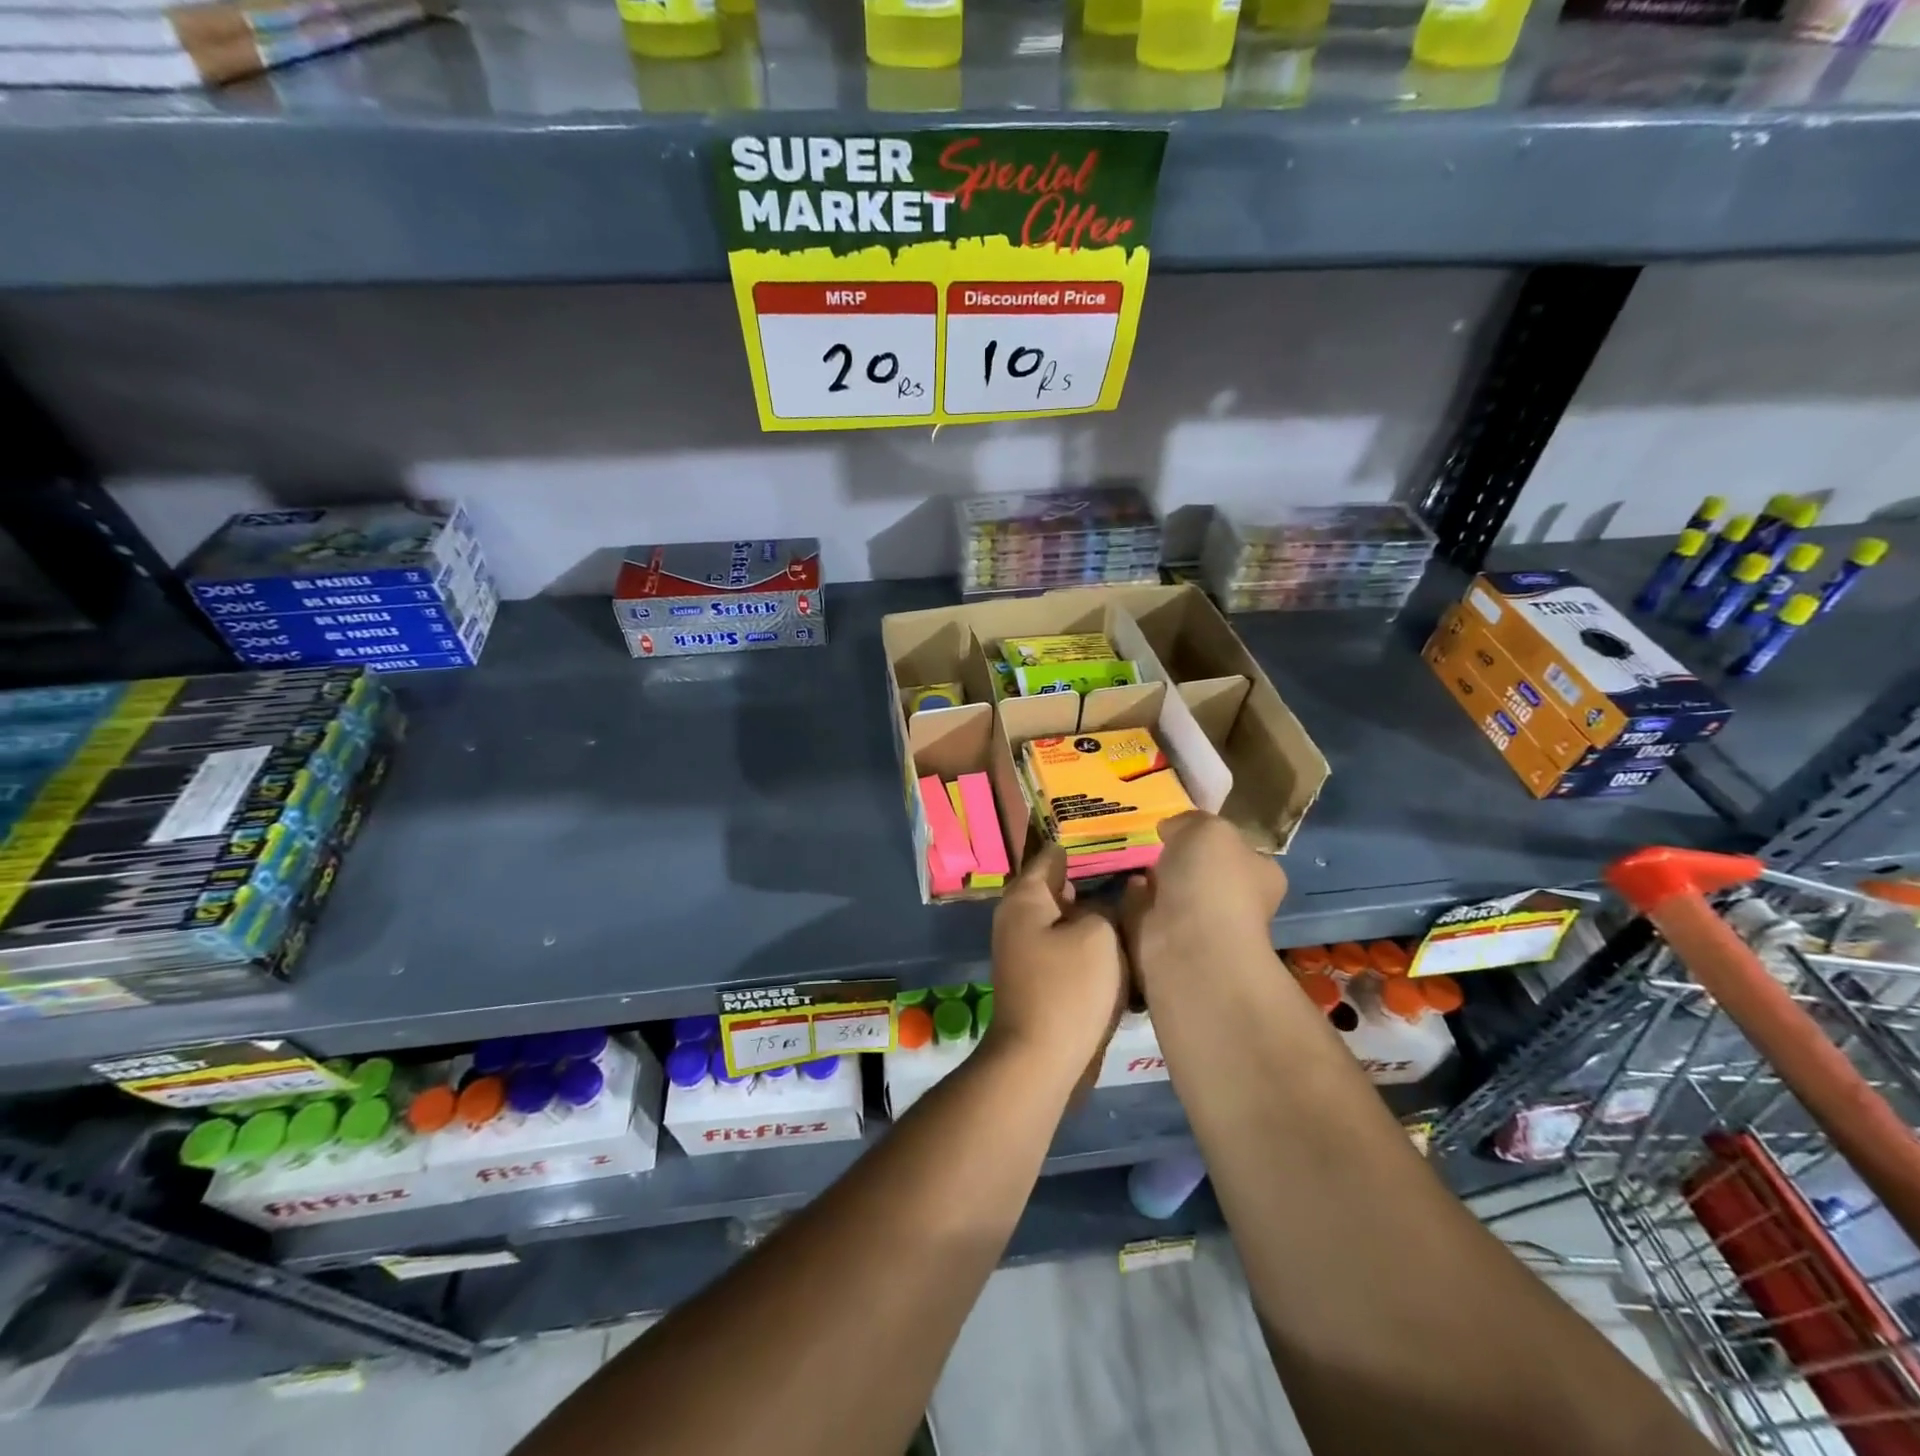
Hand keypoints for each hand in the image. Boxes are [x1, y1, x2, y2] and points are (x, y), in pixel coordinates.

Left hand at [987, 845, 1128, 1094]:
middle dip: (1097, 881)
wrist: (1041, 1061)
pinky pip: (1072, 952)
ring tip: (1140, 905)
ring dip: (1099, 917)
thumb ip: (1107, 906)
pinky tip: (1127, 947)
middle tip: (1139, 869)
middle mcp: (1020, 919)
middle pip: (1062, 889)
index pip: (1052, 855)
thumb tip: (1109, 899)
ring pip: (1070, 923)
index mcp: (1025, 898)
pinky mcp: (1043, 982)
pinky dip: (1095, 948)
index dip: (1083, 843)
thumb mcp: (1098, 935)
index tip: (1115, 833)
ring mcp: (1029, 953)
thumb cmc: (1068, 987)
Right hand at [1120, 812, 1287, 991]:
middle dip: (1176, 859)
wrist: (1188, 945)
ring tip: (1129, 855)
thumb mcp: (1208, 828)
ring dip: (1151, 879)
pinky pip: (1144, 912)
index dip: (1213, 837)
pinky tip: (1122, 882)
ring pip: (1171, 893)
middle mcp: (1233, 902)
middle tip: (1151, 840)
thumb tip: (1172, 829)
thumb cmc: (1212, 881)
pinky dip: (1132, 899)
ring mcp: (1197, 926)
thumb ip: (1190, 820)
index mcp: (1259, 875)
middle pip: (1202, 872)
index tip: (1182, 826)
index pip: (1240, 851)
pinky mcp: (1163, 942)